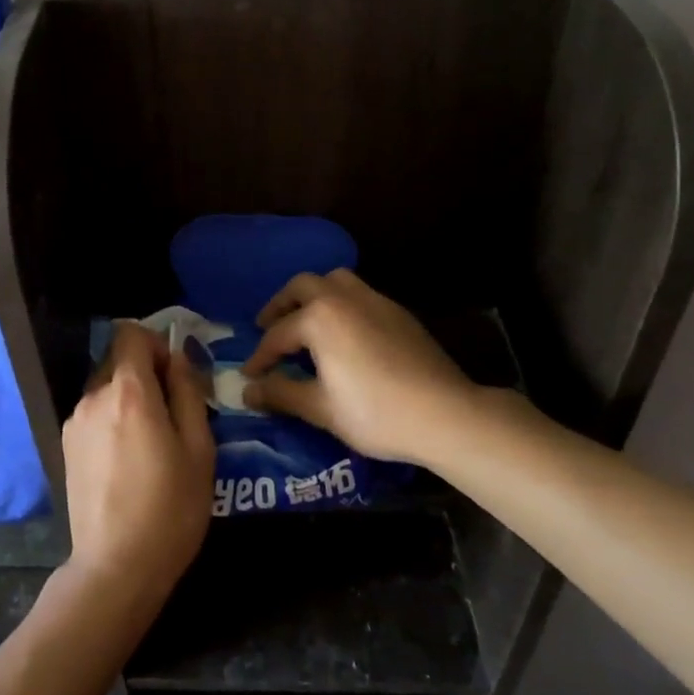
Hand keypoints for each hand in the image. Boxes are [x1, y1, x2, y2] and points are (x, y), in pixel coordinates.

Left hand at [60, 323, 215, 620]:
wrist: (116, 567)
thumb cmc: (170, 508)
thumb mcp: (198, 449)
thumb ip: (187, 393)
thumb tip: (176, 359)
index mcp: (128, 392)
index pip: (131, 334)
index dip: (155, 344)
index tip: (175, 375)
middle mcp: (93, 397)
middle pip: (118, 361)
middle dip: (146, 375)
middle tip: (171, 415)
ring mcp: (74, 422)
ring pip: (106, 389)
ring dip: (129, 400)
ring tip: (150, 444)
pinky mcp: (65, 446)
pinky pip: (95, 414)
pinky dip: (112, 420)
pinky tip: (127, 461)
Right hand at [242, 269, 531, 466]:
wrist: (445, 414)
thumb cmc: (374, 412)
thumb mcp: (320, 408)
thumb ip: (280, 393)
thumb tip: (248, 390)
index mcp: (319, 317)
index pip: (277, 334)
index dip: (260, 357)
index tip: (250, 375)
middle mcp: (343, 298)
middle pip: (302, 287)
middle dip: (281, 306)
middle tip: (268, 328)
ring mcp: (375, 300)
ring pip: (334, 281)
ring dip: (313, 296)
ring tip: (305, 322)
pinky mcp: (398, 312)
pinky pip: (359, 294)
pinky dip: (341, 305)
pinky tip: (344, 334)